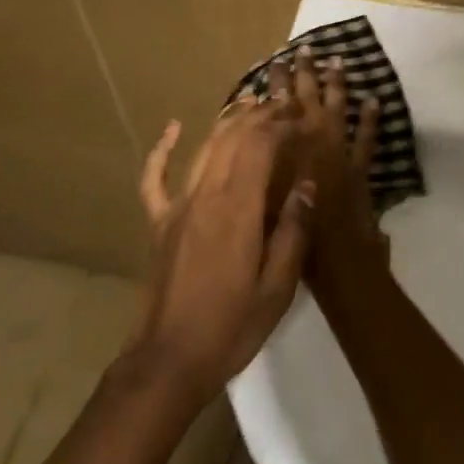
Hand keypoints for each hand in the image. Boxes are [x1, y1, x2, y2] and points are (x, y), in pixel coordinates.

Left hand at [127, 100, 310, 402]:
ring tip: (251, 102)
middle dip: (260, 114)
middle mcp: (205, 195)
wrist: (169, 361)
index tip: (303, 117)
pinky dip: (163, 149)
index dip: (282, 124)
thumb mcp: (278, 287)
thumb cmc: (231, 327)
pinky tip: (173, 128)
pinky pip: (155, 178)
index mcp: (237, 209)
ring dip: (228, 121)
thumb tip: (308, 186)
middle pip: (232, 138)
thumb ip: (293, 231)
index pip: (260, 146)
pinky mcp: (159, 222)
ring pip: (203, 148)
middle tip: (284, 103)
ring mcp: (177, 206)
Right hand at [282, 49, 385, 296]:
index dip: (277, 84)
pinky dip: (371, 118)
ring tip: (337, 60)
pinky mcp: (360, 166)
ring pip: (338, 108)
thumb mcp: (262, 198)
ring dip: (337, 83)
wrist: (335, 258)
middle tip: (304, 48)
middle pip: (307, 98)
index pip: (278, 107)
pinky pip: (366, 136)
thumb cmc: (291, 232)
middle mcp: (311, 141)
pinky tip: (374, 98)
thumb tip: (252, 144)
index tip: (275, 62)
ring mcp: (339, 151)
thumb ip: (258, 169)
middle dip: (304, 72)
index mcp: (285, 147)